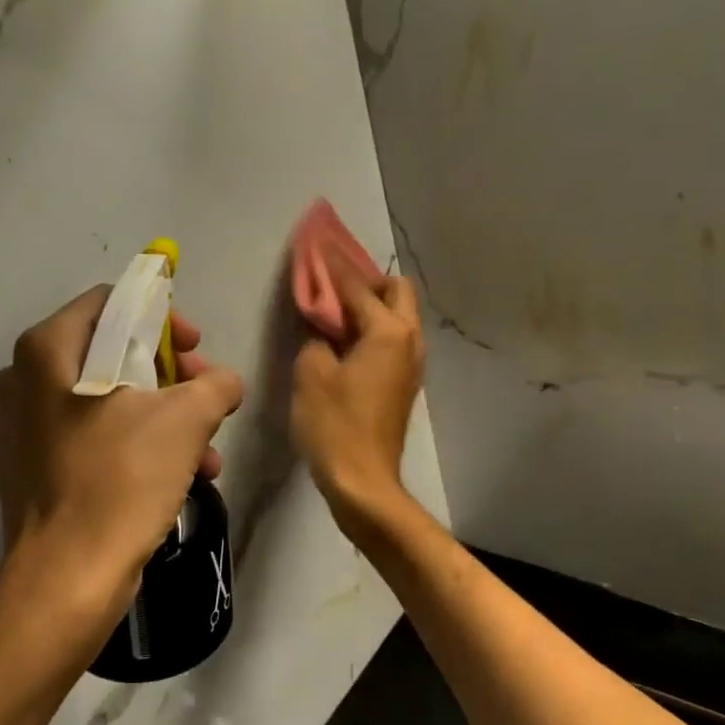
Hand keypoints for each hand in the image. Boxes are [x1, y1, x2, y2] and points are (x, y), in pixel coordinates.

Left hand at [0, 286, 244, 637]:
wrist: (67, 581)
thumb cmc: (120, 480)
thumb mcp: (186, 419)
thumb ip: (216, 384)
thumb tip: (224, 383)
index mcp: (47, 351)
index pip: (112, 302)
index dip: (162, 318)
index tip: (196, 349)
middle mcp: (25, 381)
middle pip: (113, 350)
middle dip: (171, 374)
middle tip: (206, 396)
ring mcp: (26, 428)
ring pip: (109, 398)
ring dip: (164, 415)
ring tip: (207, 446)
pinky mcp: (37, 469)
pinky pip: (96, 436)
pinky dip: (139, 444)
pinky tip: (183, 474)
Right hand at [291, 259, 424, 531]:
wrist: (363, 481)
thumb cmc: (334, 424)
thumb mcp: (312, 372)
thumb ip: (316, 335)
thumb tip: (322, 325)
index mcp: (389, 331)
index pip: (357, 286)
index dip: (332, 265)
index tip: (316, 243)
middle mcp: (410, 340)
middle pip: (396, 291)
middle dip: (365, 281)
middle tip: (331, 287)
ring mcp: (412, 363)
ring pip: (398, 316)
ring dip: (371, 305)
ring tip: (335, 312)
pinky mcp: (405, 382)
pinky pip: (393, 339)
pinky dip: (373, 329)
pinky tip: (344, 341)